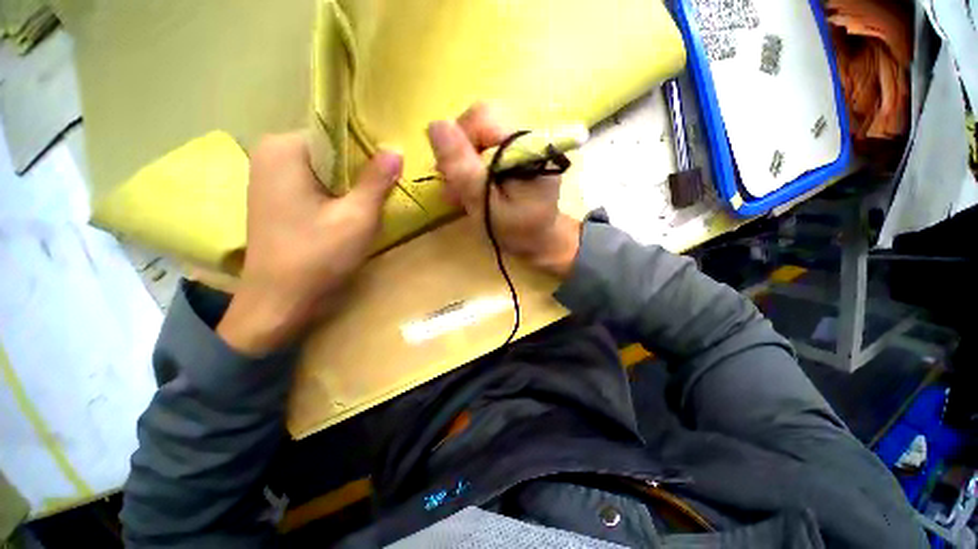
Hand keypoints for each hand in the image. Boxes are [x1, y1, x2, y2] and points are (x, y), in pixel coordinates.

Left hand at [217, 134, 402, 355]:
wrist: (279, 302)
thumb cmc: (318, 257)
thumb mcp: (357, 217)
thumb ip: (376, 181)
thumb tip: (395, 149)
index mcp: (284, 149)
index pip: (337, 133)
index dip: (369, 152)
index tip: (391, 171)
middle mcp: (271, 154)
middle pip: (331, 152)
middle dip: (360, 171)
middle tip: (386, 191)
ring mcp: (270, 176)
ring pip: (326, 170)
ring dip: (351, 186)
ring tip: (371, 204)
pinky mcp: (276, 197)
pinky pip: (315, 184)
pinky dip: (336, 195)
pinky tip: (350, 214)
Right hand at [427, 103, 580, 277]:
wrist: (538, 240)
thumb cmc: (516, 229)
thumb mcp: (486, 205)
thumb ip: (463, 170)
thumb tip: (435, 126)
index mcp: (527, 146)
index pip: (482, 117)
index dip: (459, 143)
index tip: (453, 177)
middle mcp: (525, 137)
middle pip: (477, 125)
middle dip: (460, 156)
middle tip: (455, 188)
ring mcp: (521, 145)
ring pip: (478, 138)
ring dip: (463, 164)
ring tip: (462, 194)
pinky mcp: (515, 154)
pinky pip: (485, 149)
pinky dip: (472, 169)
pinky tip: (471, 189)